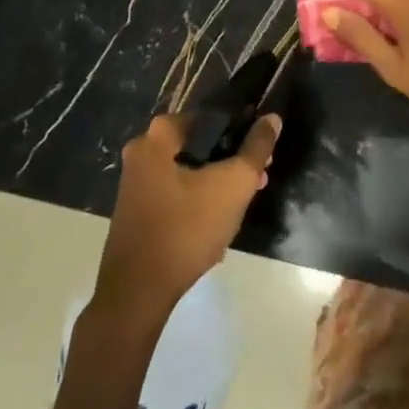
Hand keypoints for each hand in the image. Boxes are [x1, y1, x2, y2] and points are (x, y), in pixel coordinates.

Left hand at [94, 111, 280, 321]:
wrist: (138, 291)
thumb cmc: (187, 228)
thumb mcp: (234, 184)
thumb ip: (257, 147)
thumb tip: (272, 118)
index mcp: (159, 135)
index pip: (212, 117)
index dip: (243, 130)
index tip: (263, 151)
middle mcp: (142, 150)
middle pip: (201, 143)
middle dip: (233, 158)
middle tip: (260, 176)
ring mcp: (136, 181)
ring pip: (190, 169)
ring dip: (219, 180)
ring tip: (245, 199)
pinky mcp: (137, 208)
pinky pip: (176, 190)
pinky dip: (199, 197)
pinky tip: (219, 219)